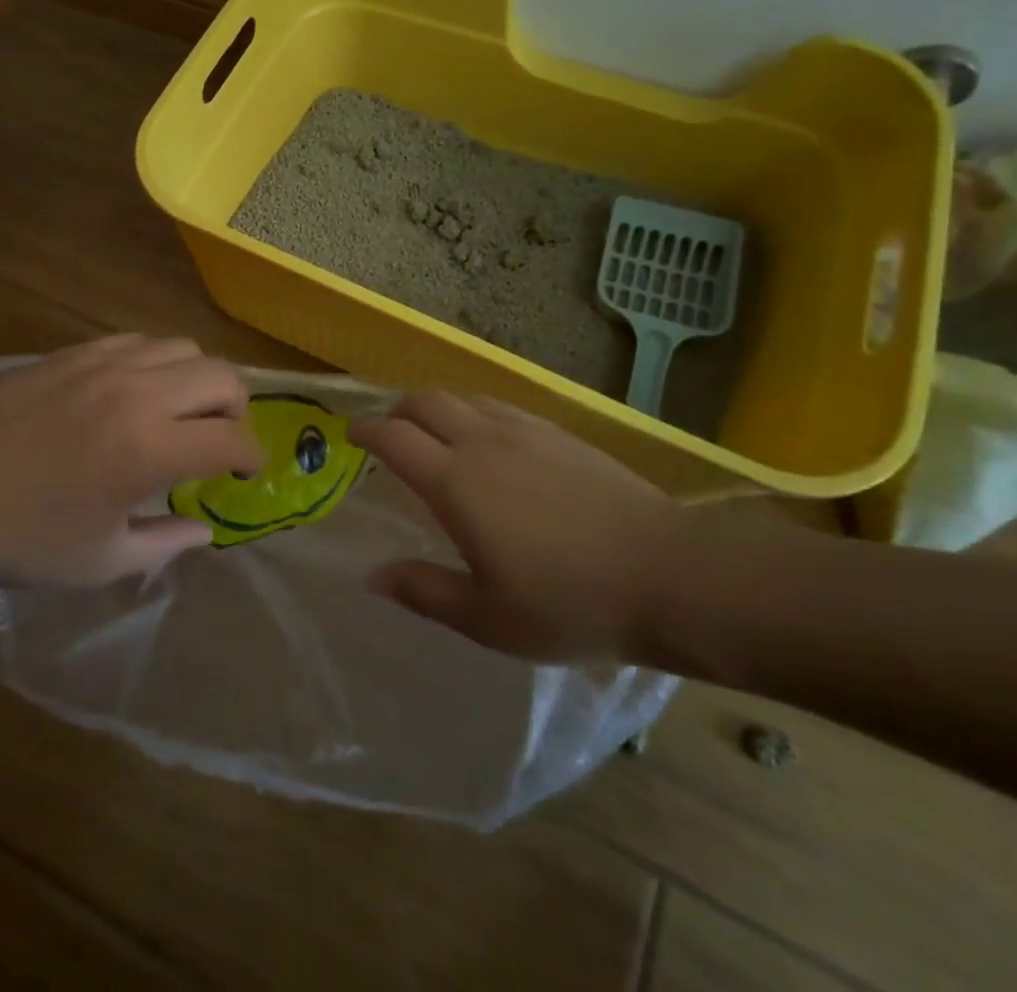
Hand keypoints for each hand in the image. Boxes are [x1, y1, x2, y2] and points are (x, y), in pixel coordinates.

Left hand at [0, 336, 263, 585]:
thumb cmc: (21, 536)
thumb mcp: (100, 562)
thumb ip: (164, 543)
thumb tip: (204, 529)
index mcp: (149, 450)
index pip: (232, 438)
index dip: (251, 455)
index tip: (244, 472)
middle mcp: (139, 395)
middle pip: (221, 376)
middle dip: (236, 408)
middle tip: (218, 437)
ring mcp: (105, 364)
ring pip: (183, 347)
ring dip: (197, 379)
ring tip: (180, 409)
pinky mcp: (75, 352)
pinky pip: (139, 340)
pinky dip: (156, 362)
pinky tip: (135, 390)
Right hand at [349, 393, 683, 662]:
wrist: (665, 573)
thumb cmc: (568, 602)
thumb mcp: (487, 618)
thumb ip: (423, 591)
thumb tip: (372, 576)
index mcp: (455, 482)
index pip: (394, 437)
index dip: (365, 430)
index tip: (351, 435)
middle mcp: (481, 442)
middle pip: (424, 402)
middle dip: (397, 410)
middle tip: (389, 432)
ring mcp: (523, 430)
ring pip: (463, 397)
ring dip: (436, 407)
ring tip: (435, 433)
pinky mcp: (558, 432)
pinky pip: (499, 405)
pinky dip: (474, 411)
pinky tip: (489, 439)